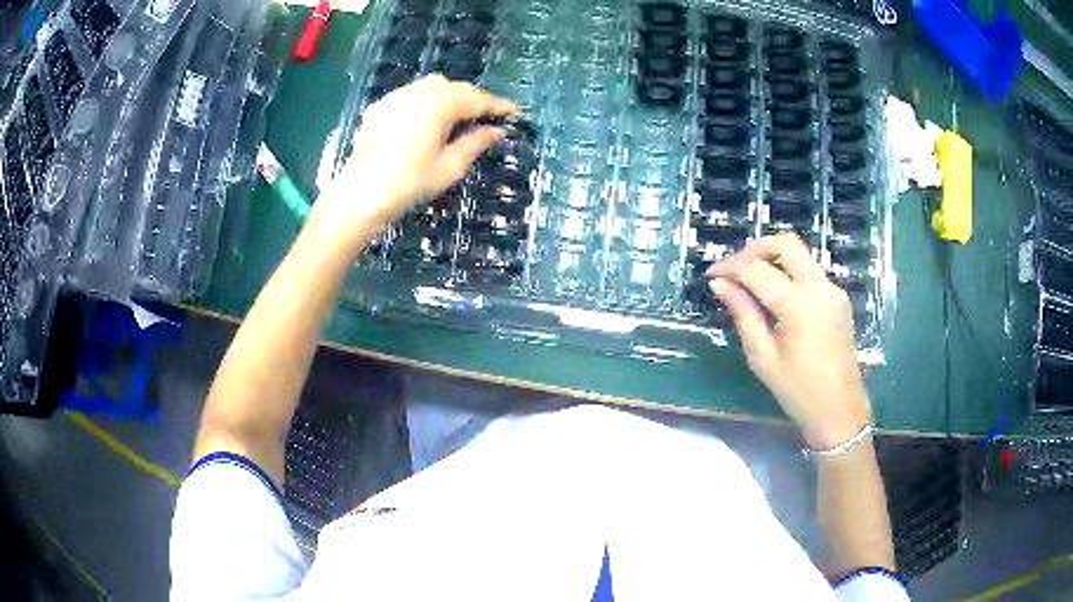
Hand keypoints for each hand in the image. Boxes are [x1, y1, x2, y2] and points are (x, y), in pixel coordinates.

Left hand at [310, 75, 515, 248]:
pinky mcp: (379, 107)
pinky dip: (424, 102)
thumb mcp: (450, 166)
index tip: (513, 112)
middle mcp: (419, 91)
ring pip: (430, 86)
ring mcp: (396, 97)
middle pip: (454, 87)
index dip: (497, 105)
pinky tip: (424, 120)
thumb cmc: (411, 182)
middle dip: (472, 98)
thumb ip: (476, 143)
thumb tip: (498, 131)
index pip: (476, 99)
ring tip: (456, 116)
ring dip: (448, 96)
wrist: (361, 193)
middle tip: (485, 116)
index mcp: (441, 103)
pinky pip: (409, 95)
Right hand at [707, 233, 869, 449]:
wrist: (840, 411)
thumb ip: (743, 314)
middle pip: (785, 243)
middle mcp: (820, 288)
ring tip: (749, 282)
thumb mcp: (763, 357)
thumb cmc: (798, 392)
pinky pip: (809, 271)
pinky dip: (787, 272)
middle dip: (754, 250)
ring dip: (772, 259)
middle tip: (734, 270)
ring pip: (799, 254)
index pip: (757, 270)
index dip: (730, 268)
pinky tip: (773, 295)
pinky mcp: (838, 297)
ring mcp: (833, 290)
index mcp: (799, 306)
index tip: (711, 276)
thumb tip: (721, 286)